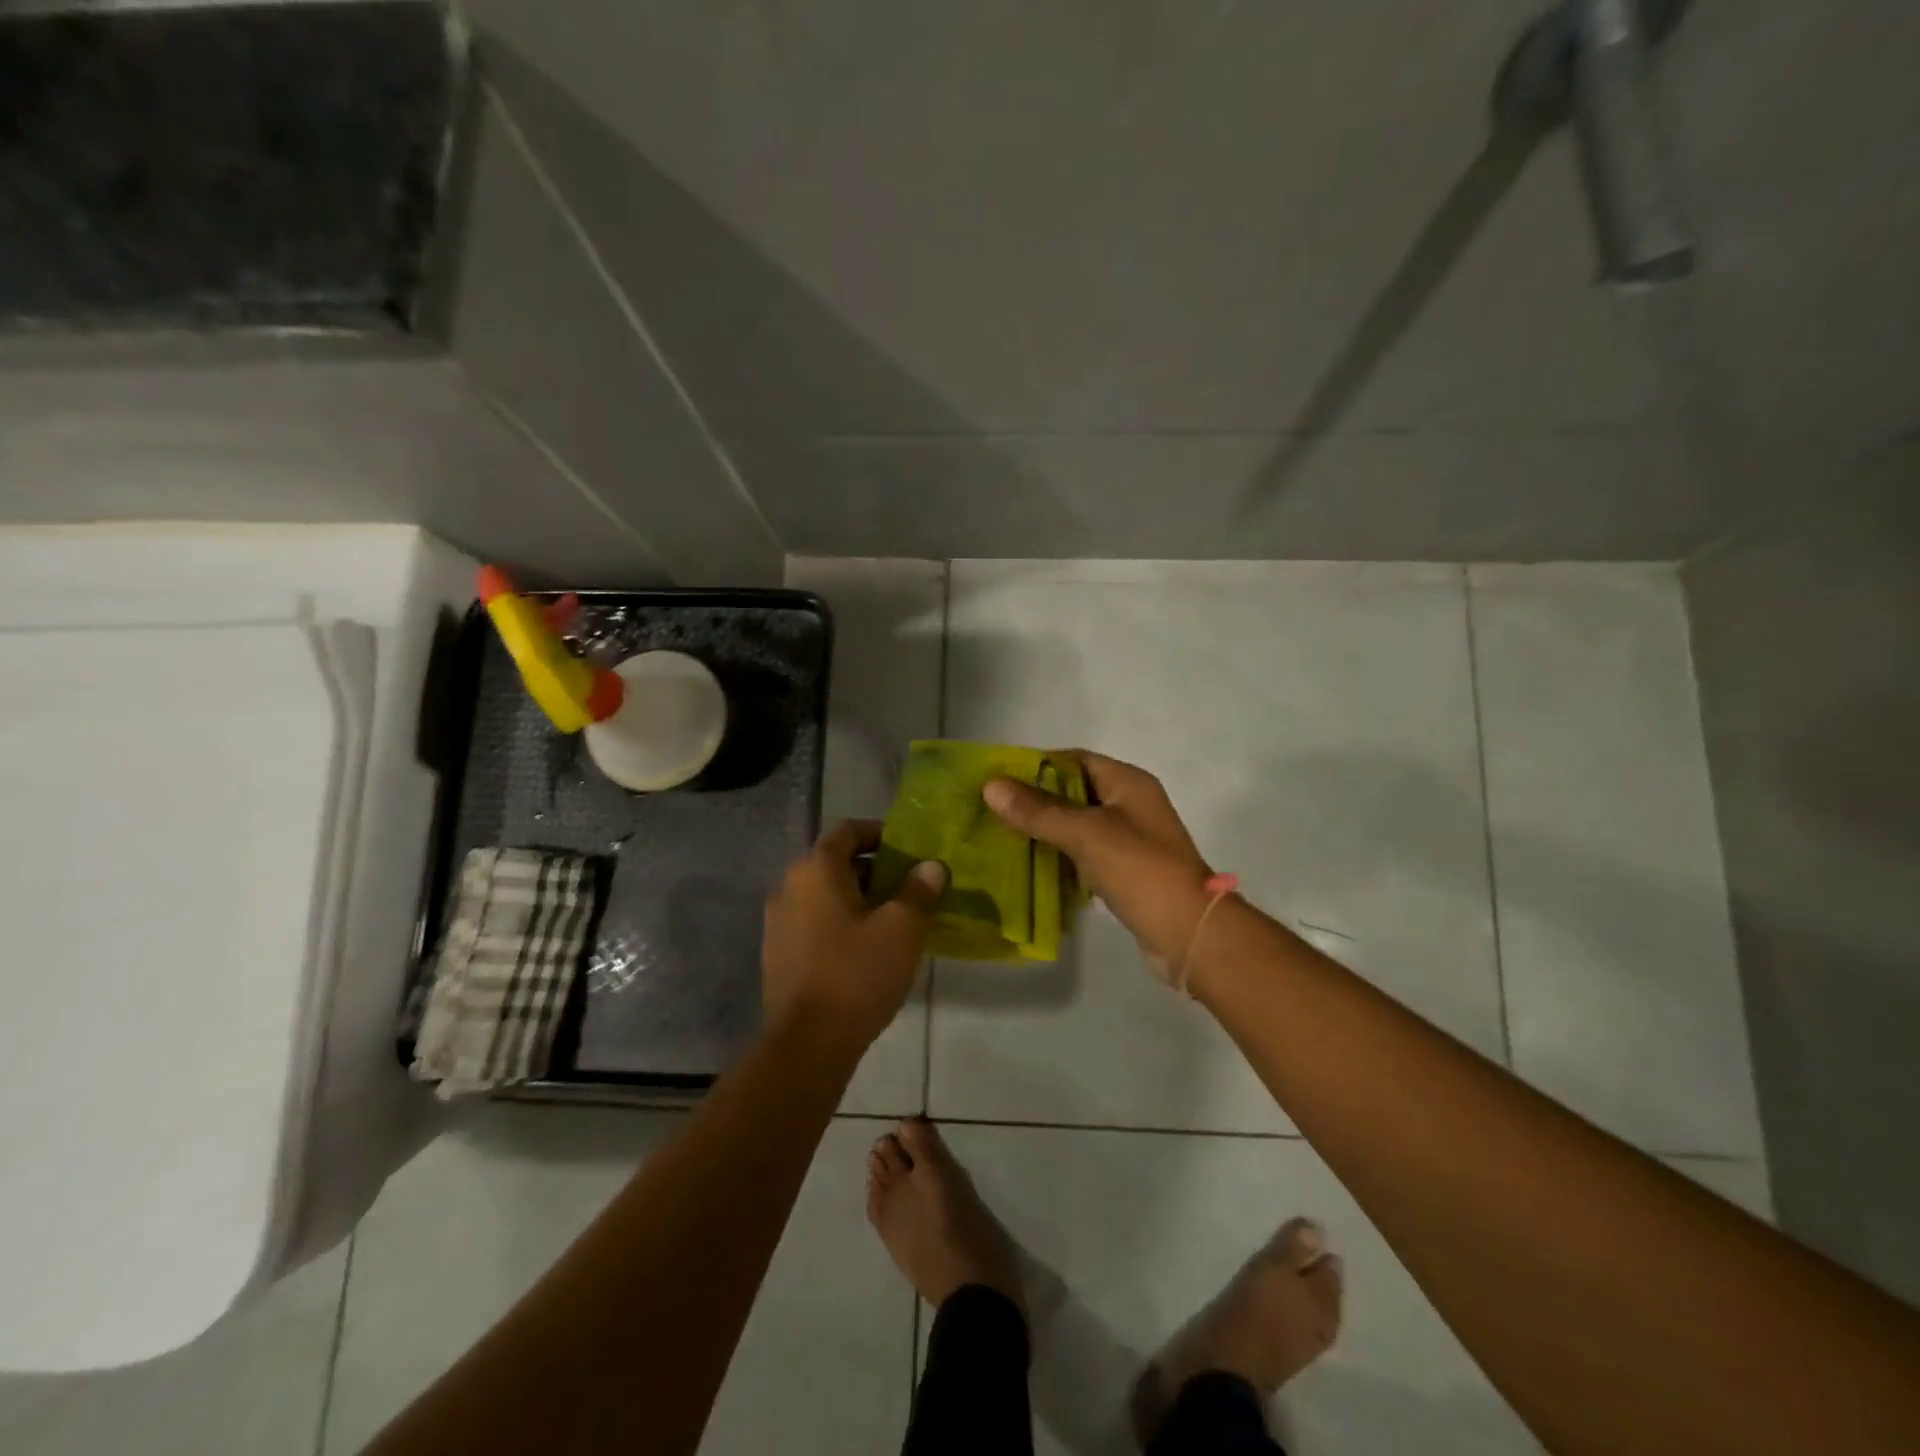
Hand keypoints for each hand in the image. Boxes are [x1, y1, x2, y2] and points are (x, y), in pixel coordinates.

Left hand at [762, 820, 947, 1050]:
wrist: (807, 1044)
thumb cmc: (857, 974)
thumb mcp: (902, 929)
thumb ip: (919, 890)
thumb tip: (931, 867)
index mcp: (816, 869)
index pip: (848, 830)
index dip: (879, 833)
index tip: (908, 850)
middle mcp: (789, 885)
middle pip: (834, 861)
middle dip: (873, 869)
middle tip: (908, 888)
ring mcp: (778, 920)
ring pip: (824, 894)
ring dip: (856, 898)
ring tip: (891, 920)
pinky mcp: (777, 952)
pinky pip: (812, 921)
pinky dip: (838, 922)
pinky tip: (863, 949)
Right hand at [983, 751, 1214, 968]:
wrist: (1190, 934)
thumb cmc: (1141, 870)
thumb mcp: (1086, 834)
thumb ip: (1038, 810)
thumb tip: (990, 786)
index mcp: (1128, 783)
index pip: (1074, 760)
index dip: (1036, 765)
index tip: (998, 779)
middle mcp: (1130, 805)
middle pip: (1073, 793)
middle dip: (1034, 801)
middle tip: (992, 811)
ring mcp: (1129, 841)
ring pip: (1077, 827)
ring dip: (1044, 832)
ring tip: (1001, 838)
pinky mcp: (1125, 872)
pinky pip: (1084, 856)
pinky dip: (1059, 858)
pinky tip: (1030, 868)